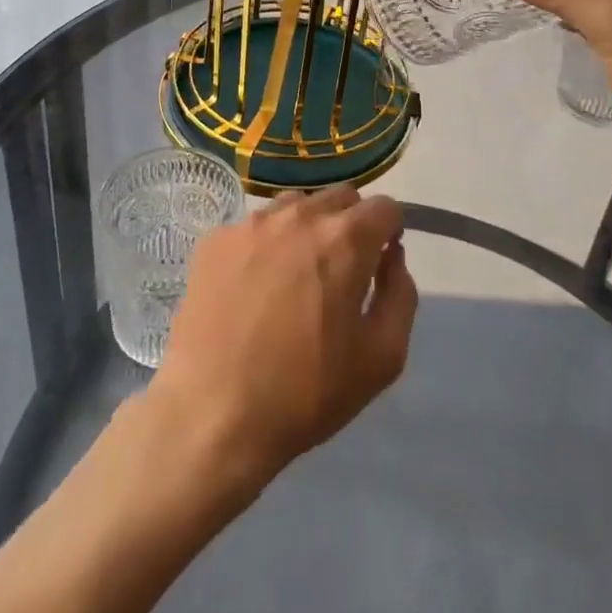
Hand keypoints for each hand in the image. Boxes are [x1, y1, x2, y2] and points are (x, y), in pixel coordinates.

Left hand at [148, 188, 416, 490]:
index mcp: (344, 239)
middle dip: (352, 224)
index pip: (384, 207)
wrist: (211, 414)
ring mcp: (251, 223)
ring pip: (295, 206)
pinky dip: (265, 245)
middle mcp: (299, 215)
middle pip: (340, 198)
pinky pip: (254, 227)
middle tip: (341, 272)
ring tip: (295, 277)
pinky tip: (253, 288)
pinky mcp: (215, 240)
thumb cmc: (305, 392)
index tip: (380, 262)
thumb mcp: (382, 358)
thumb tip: (391, 256)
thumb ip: (400, 295)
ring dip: (307, 228)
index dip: (390, 231)